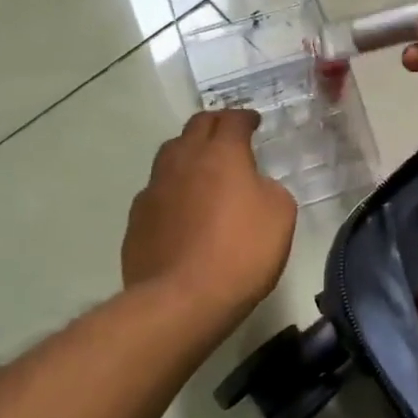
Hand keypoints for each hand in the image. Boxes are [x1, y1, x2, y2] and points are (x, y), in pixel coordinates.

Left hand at [123, 109, 297, 312]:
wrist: (182, 299)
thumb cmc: (241, 252)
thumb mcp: (280, 215)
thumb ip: (269, 189)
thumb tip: (254, 186)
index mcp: (221, 154)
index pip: (232, 120)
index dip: (244, 117)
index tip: (252, 122)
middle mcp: (183, 160)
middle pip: (196, 126)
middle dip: (214, 124)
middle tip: (227, 133)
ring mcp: (154, 188)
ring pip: (170, 154)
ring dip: (188, 152)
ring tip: (201, 166)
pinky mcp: (137, 218)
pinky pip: (156, 190)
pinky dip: (172, 188)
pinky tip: (181, 207)